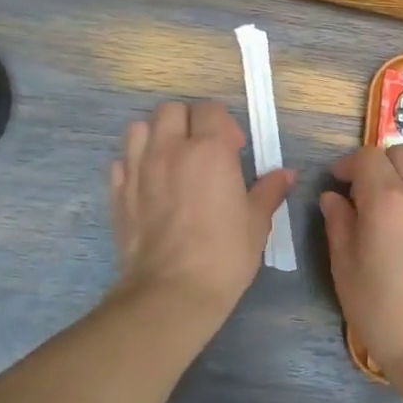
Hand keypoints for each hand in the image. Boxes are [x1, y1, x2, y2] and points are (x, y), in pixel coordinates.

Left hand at [108, 101, 292, 325]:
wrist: (171, 292)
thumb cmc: (224, 254)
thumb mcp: (256, 222)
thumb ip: (269, 191)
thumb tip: (285, 174)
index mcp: (210, 150)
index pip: (210, 110)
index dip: (224, 124)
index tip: (235, 149)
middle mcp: (170, 149)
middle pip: (172, 110)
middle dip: (189, 121)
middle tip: (203, 150)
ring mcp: (138, 168)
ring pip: (140, 127)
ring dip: (157, 135)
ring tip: (172, 160)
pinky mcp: (117, 192)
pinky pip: (122, 160)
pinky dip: (134, 163)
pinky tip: (149, 184)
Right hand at [320, 145, 402, 378]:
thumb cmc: (384, 311)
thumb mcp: (346, 269)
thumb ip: (338, 224)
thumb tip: (333, 198)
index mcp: (388, 199)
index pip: (368, 157)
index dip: (348, 164)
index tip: (336, 183)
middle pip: (400, 154)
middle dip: (378, 165)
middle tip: (361, 194)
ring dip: (402, 181)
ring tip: (388, 217)